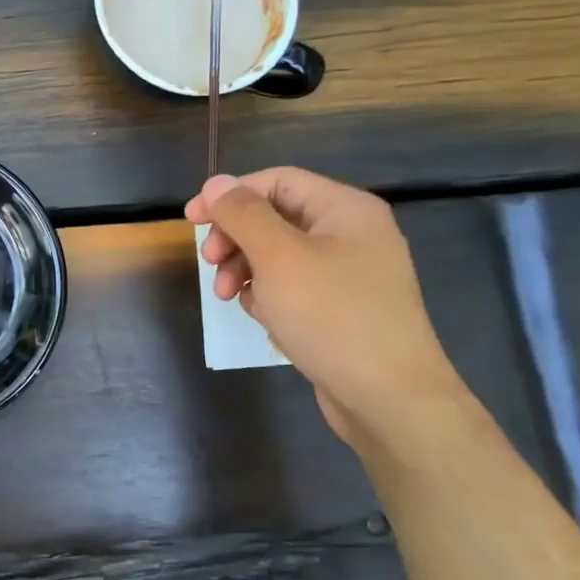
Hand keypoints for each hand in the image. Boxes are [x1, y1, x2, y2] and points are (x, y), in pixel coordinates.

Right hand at [185, 168, 465, 446]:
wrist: (389, 398)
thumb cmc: (332, 316)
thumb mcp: (278, 257)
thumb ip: (243, 214)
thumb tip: (215, 182)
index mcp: (345, 210)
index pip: (276, 181)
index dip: (230, 195)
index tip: (191, 221)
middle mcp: (350, 235)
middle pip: (275, 218)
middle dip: (236, 238)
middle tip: (210, 265)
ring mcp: (347, 274)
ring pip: (278, 256)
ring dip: (245, 270)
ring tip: (229, 298)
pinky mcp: (340, 309)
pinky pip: (292, 287)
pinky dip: (269, 296)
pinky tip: (263, 317)